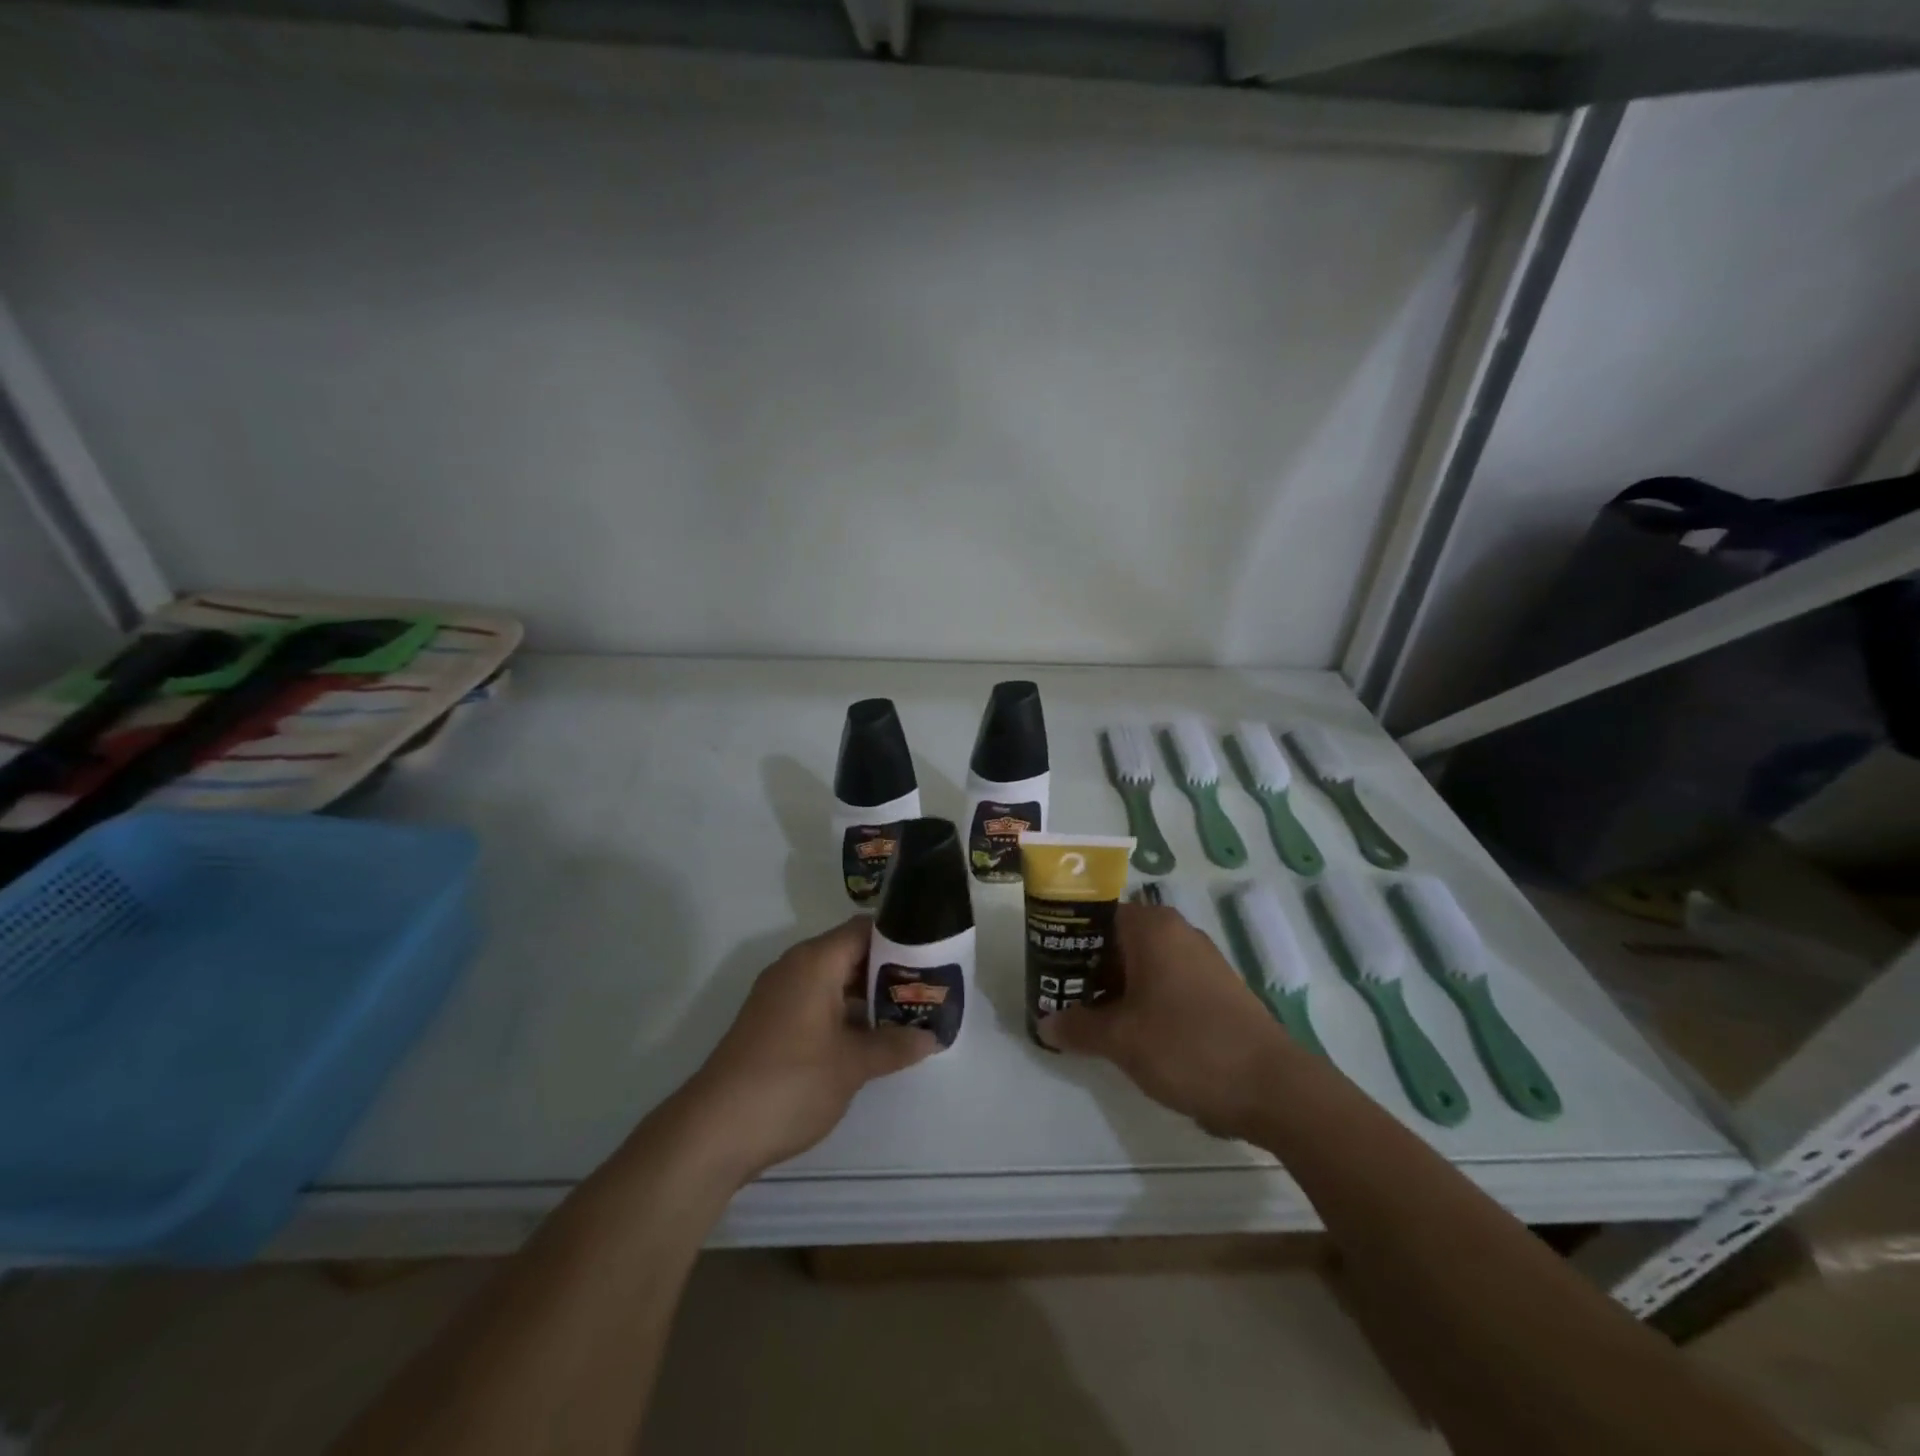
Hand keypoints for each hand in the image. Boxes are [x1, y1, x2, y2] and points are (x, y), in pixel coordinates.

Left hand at [679, 916, 936, 1182]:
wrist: (713, 1131)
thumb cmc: (789, 1083)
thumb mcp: (852, 1065)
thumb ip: (894, 1046)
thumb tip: (931, 1037)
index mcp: (814, 962)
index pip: (865, 929)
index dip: (900, 938)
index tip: (932, 956)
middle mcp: (795, 968)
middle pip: (851, 953)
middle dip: (889, 971)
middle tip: (928, 990)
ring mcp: (779, 996)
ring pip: (834, 981)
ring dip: (867, 996)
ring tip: (908, 1015)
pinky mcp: (771, 1023)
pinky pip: (817, 1002)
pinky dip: (844, 1013)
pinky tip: (870, 1040)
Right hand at [1038, 902, 1294, 1139]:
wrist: (1272, 1088)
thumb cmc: (1187, 1046)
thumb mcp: (1120, 1039)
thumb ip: (1077, 1027)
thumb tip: (1045, 1023)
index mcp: (1152, 927)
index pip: (1095, 917)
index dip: (1066, 940)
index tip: (1045, 968)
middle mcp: (1177, 932)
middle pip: (1117, 941)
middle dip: (1086, 969)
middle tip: (1059, 997)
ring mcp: (1200, 961)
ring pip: (1141, 965)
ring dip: (1113, 989)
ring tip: (1086, 1020)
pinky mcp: (1215, 990)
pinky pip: (1164, 984)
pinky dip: (1141, 1001)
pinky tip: (1128, 1034)